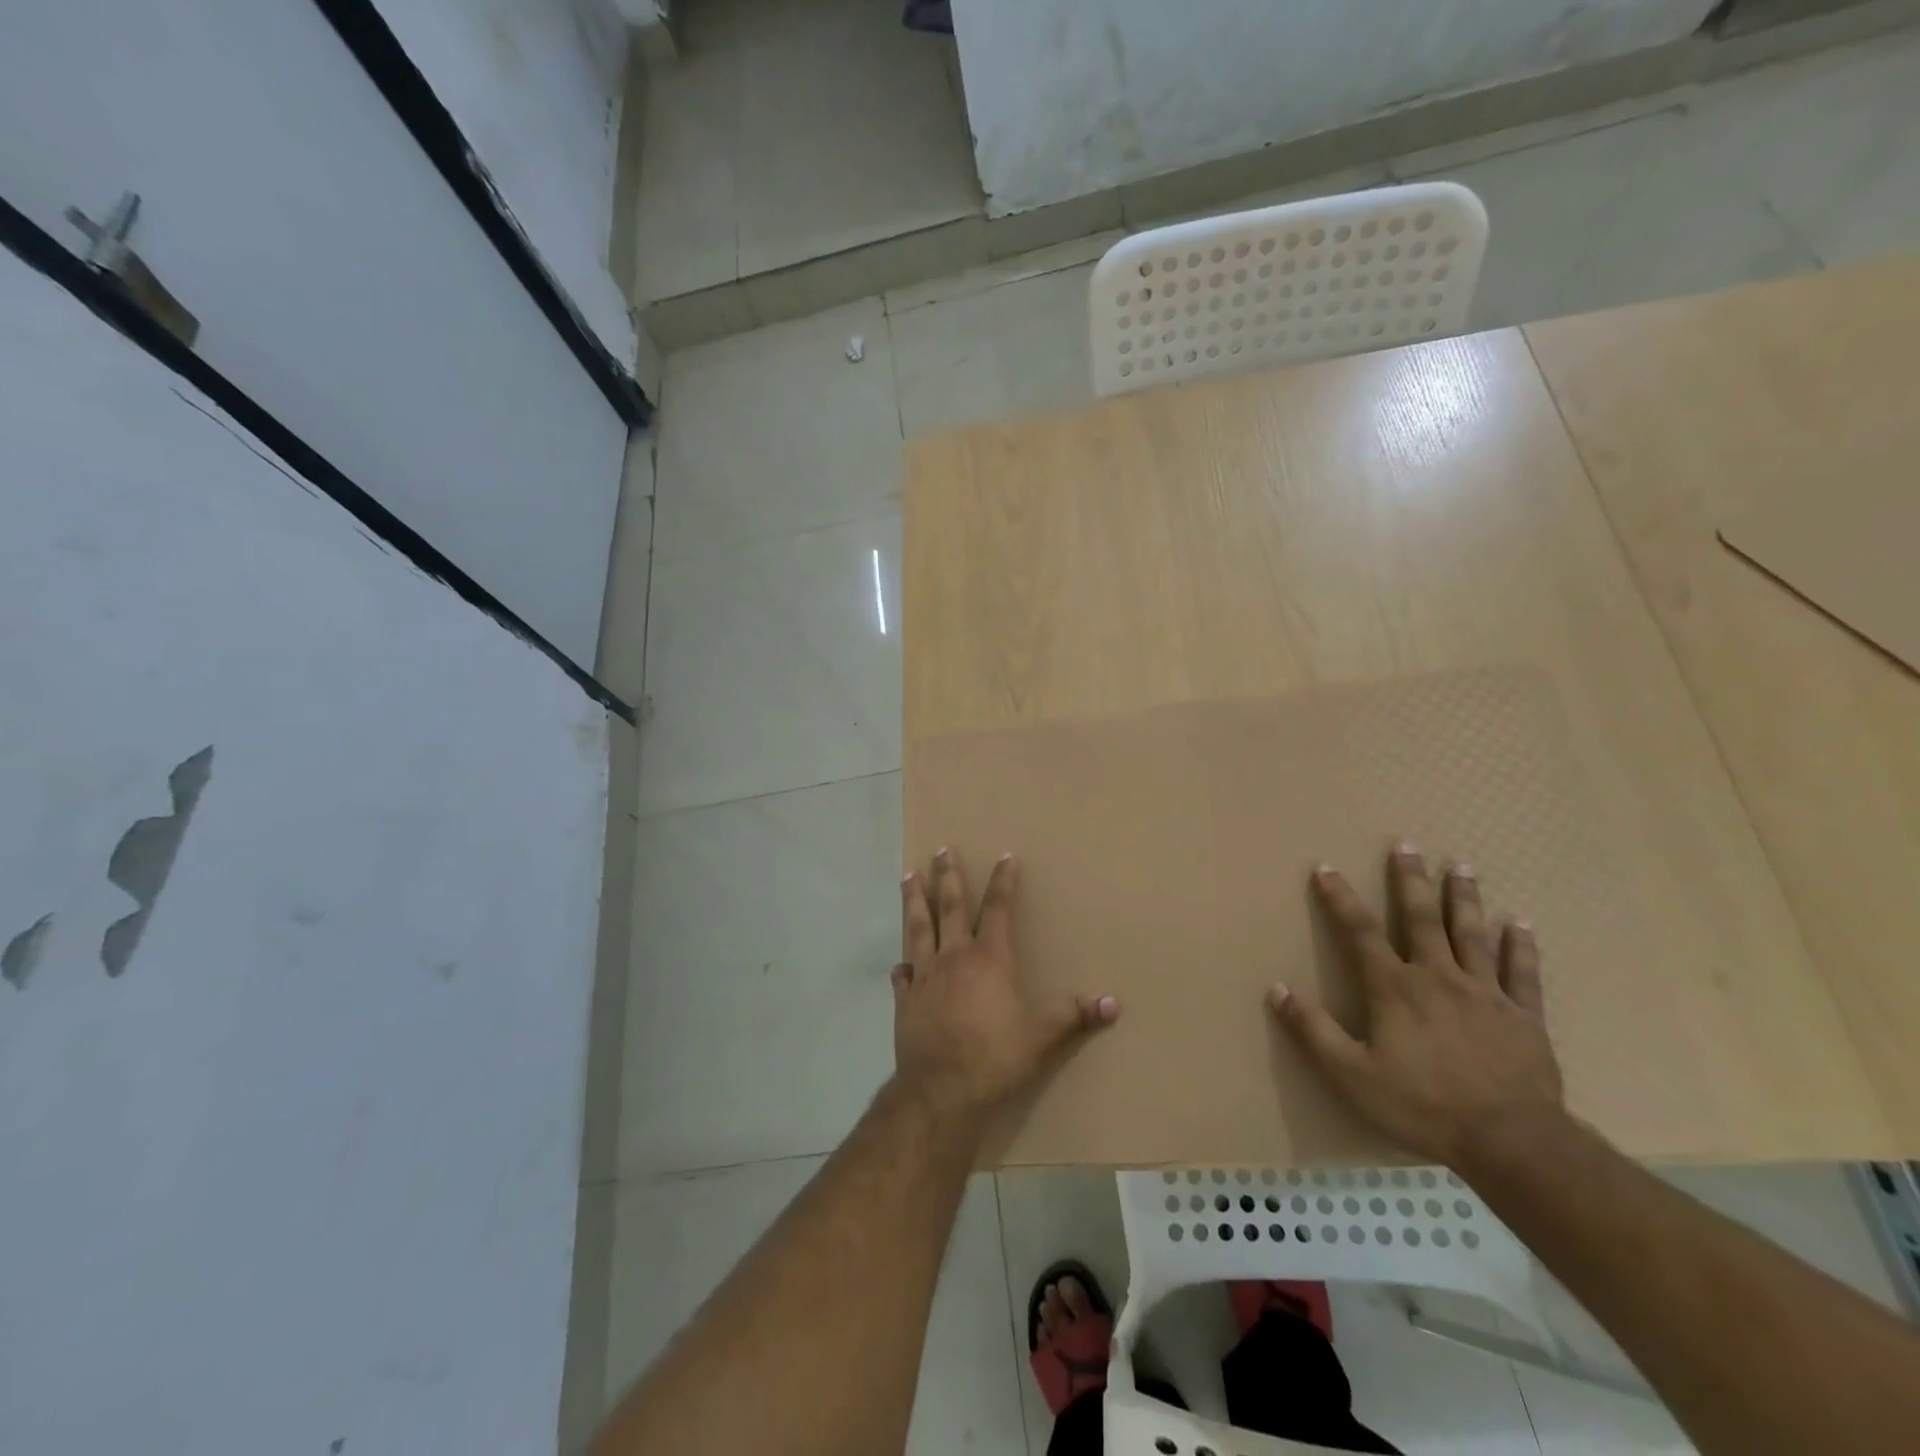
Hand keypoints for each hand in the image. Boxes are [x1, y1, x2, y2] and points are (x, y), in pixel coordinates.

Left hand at [893, 849, 1118, 1119]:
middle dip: (946, 876)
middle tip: (940, 849)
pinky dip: (903, 965)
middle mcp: (953, 957)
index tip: (1005, 856)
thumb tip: (1113, 1002)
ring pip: (917, 929)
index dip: (1003, 881)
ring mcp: (924, 978)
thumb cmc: (994, 1057)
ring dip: (913, 901)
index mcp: (988, 958)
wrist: (940, 1092)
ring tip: (907, 877)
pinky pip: (902, 976)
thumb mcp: (1042, 1037)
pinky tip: (901, 962)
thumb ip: (1074, 1016)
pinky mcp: (905, 1001)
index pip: (998, 909)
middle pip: (949, 907)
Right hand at [1271, 843, 1564, 1166]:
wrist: (1512, 1142)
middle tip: (1406, 845)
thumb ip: (1313, 1031)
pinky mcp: (1523, 1016)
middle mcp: (1438, 977)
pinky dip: (1520, 946)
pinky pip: (1522, 973)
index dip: (1340, 898)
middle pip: (1421, 918)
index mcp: (1394, 988)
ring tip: (1461, 865)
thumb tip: (1276, 989)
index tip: (1326, 868)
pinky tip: (1520, 923)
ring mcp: (1485, 993)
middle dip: (1410, 880)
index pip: (1359, 932)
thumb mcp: (1351, 1075)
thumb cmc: (1423, 1105)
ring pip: (1471, 934)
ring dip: (1464, 898)